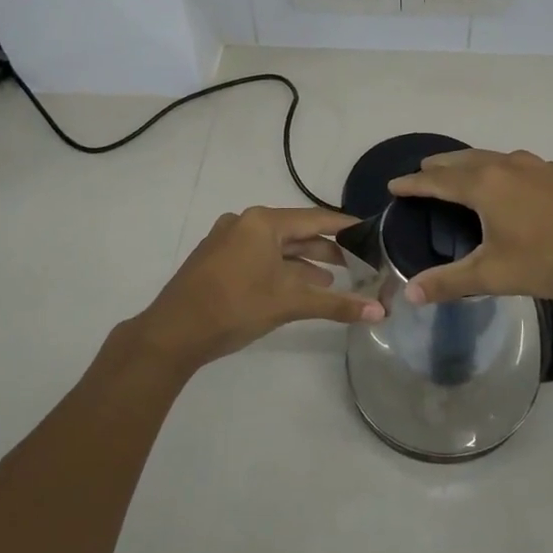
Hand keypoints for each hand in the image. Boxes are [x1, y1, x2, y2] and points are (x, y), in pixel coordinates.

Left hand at [125, 206, 383, 372]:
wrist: (172, 333)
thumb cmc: (235, 307)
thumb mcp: (290, 303)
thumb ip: (336, 304)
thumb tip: (380, 312)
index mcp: (263, 222)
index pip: (316, 219)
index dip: (345, 228)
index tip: (371, 232)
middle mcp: (245, 222)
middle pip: (296, 232)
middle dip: (325, 249)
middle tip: (356, 263)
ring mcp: (227, 239)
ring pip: (276, 246)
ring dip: (303, 262)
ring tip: (331, 281)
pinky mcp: (216, 258)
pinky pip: (258, 255)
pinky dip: (280, 268)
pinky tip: (295, 286)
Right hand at [387, 149, 552, 304]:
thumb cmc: (552, 260)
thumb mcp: (495, 275)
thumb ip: (450, 283)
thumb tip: (409, 294)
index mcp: (485, 185)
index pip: (437, 181)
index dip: (412, 184)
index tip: (393, 185)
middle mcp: (506, 165)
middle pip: (462, 160)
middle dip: (438, 167)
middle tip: (421, 174)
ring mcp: (536, 166)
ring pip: (490, 157)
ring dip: (468, 163)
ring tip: (458, 174)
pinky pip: (514, 164)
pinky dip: (496, 168)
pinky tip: (508, 184)